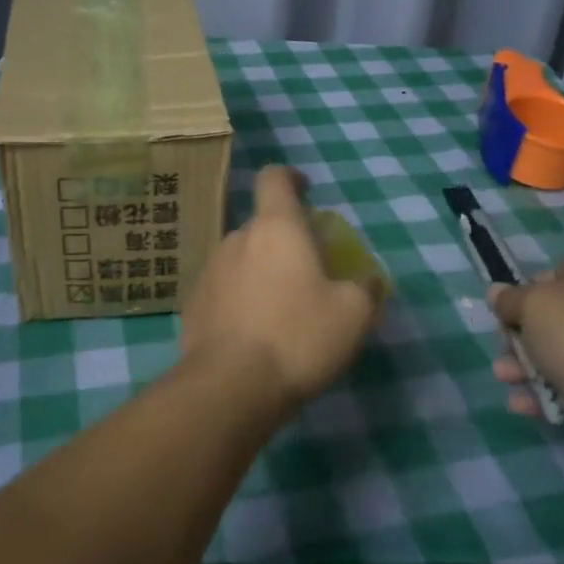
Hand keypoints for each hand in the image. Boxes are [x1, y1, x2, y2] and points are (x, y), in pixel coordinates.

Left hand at [180, 166, 383, 407]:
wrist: (230, 385)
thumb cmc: (298, 337)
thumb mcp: (352, 315)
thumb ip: (365, 289)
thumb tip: (369, 280)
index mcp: (276, 228)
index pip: (274, 178)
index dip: (291, 177)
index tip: (306, 189)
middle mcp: (237, 239)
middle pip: (262, 226)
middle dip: (284, 242)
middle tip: (308, 274)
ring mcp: (209, 271)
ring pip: (242, 259)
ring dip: (261, 273)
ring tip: (282, 311)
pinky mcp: (193, 304)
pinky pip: (224, 291)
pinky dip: (240, 301)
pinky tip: (254, 335)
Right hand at [488, 255, 563, 469]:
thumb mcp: (533, 306)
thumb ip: (509, 300)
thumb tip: (496, 293)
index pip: (547, 277)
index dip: (521, 295)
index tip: (503, 316)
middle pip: (549, 320)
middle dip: (518, 339)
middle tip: (502, 351)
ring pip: (557, 355)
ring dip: (525, 368)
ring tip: (505, 380)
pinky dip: (547, 394)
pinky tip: (525, 405)